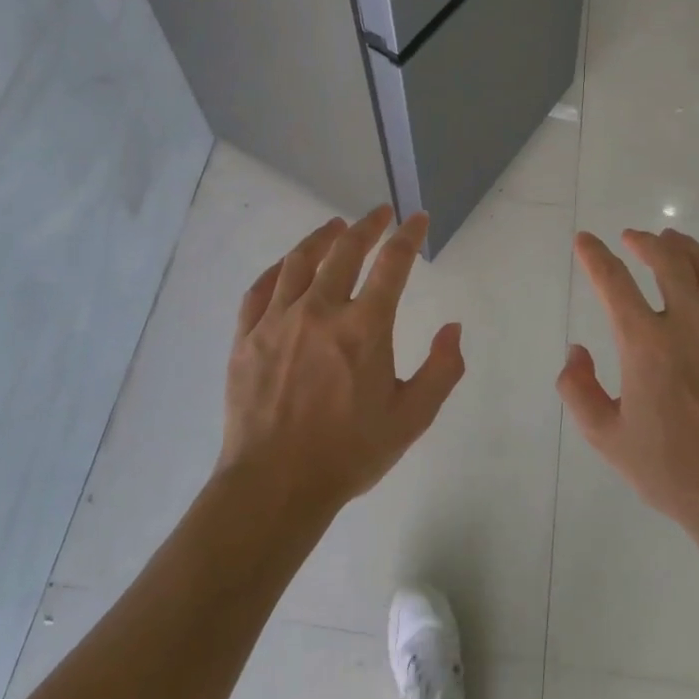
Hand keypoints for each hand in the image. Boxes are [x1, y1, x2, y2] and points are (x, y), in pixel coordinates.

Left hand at [219, 206, 464, 516]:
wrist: (274, 485)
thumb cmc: (349, 453)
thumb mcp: (412, 418)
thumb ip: (442, 370)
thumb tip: (452, 327)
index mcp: (364, 328)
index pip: (392, 265)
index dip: (408, 236)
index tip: (416, 219)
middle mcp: (319, 311)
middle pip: (344, 252)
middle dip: (366, 226)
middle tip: (379, 213)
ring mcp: (277, 321)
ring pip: (298, 262)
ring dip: (321, 238)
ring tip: (334, 227)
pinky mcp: (246, 337)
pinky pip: (259, 289)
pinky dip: (277, 269)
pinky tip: (287, 265)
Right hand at [557, 228, 698, 541]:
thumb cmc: (672, 473)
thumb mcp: (607, 438)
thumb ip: (578, 390)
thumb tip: (577, 351)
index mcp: (647, 345)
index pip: (614, 282)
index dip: (595, 256)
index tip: (585, 241)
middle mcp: (691, 326)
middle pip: (667, 262)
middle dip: (645, 242)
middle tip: (633, 238)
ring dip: (686, 248)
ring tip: (673, 239)